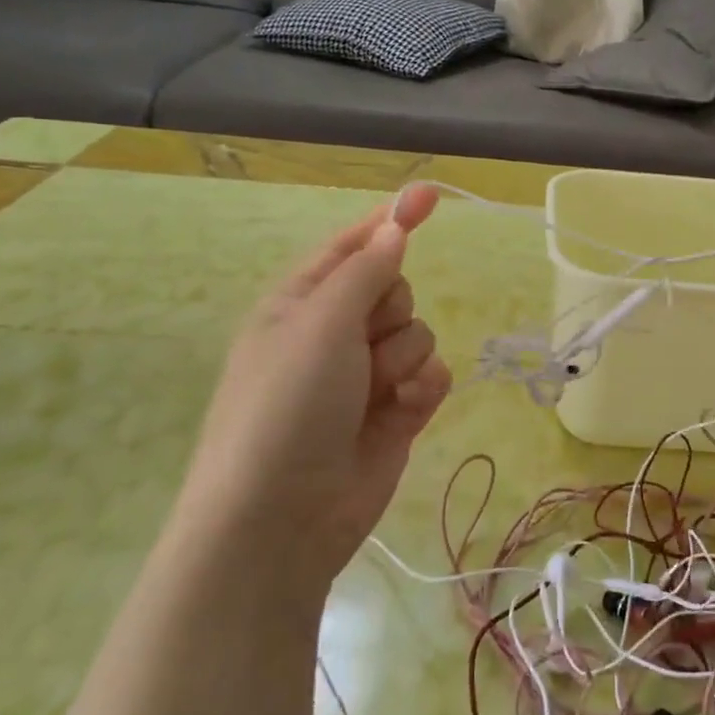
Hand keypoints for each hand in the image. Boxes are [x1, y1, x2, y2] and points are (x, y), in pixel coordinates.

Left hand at [179, 186, 451, 597]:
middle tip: (363, 344)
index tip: (429, 196)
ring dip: (405, 358)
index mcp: (301, 302)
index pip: (353, 246)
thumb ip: (366, 270)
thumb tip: (393, 228)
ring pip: (418, 333)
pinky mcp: (397, 413)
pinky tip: (406, 410)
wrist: (281, 518)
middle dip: (391, 311)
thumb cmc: (287, 405)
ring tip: (377, 394)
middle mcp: (334, 334)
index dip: (391, 220)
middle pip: (395, 289)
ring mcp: (367, 376)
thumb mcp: (320, 323)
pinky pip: (432, 375)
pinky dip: (423, 388)